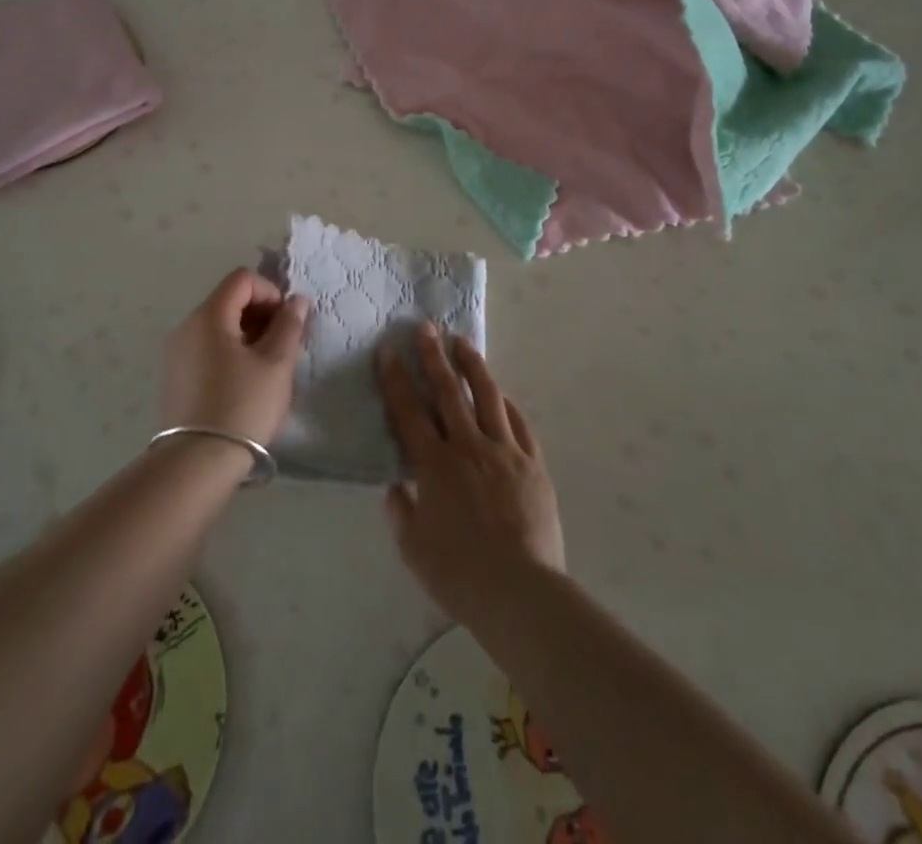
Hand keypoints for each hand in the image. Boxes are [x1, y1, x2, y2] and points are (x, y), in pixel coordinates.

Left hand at [161, 268, 307, 445]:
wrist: (196, 463)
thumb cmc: (242, 406)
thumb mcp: (276, 364)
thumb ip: (289, 325)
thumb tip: (296, 300)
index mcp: (209, 316)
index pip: (242, 279)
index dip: (270, 291)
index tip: (288, 321)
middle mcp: (187, 326)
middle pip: (228, 300)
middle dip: (261, 313)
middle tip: (284, 344)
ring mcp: (177, 353)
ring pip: (218, 325)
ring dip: (248, 333)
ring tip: (268, 365)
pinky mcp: (176, 377)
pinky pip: (207, 347)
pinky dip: (230, 351)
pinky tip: (245, 381)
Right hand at [379, 325, 564, 625]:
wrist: (521, 592)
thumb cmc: (460, 574)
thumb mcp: (414, 548)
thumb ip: (402, 512)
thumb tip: (397, 487)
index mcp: (435, 465)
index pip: (409, 411)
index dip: (396, 379)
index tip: (388, 350)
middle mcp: (468, 447)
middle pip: (448, 392)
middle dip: (433, 357)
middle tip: (425, 328)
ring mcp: (505, 452)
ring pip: (487, 397)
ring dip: (472, 366)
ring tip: (463, 342)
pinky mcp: (533, 464)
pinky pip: (519, 424)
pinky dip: (506, 404)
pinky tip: (501, 393)